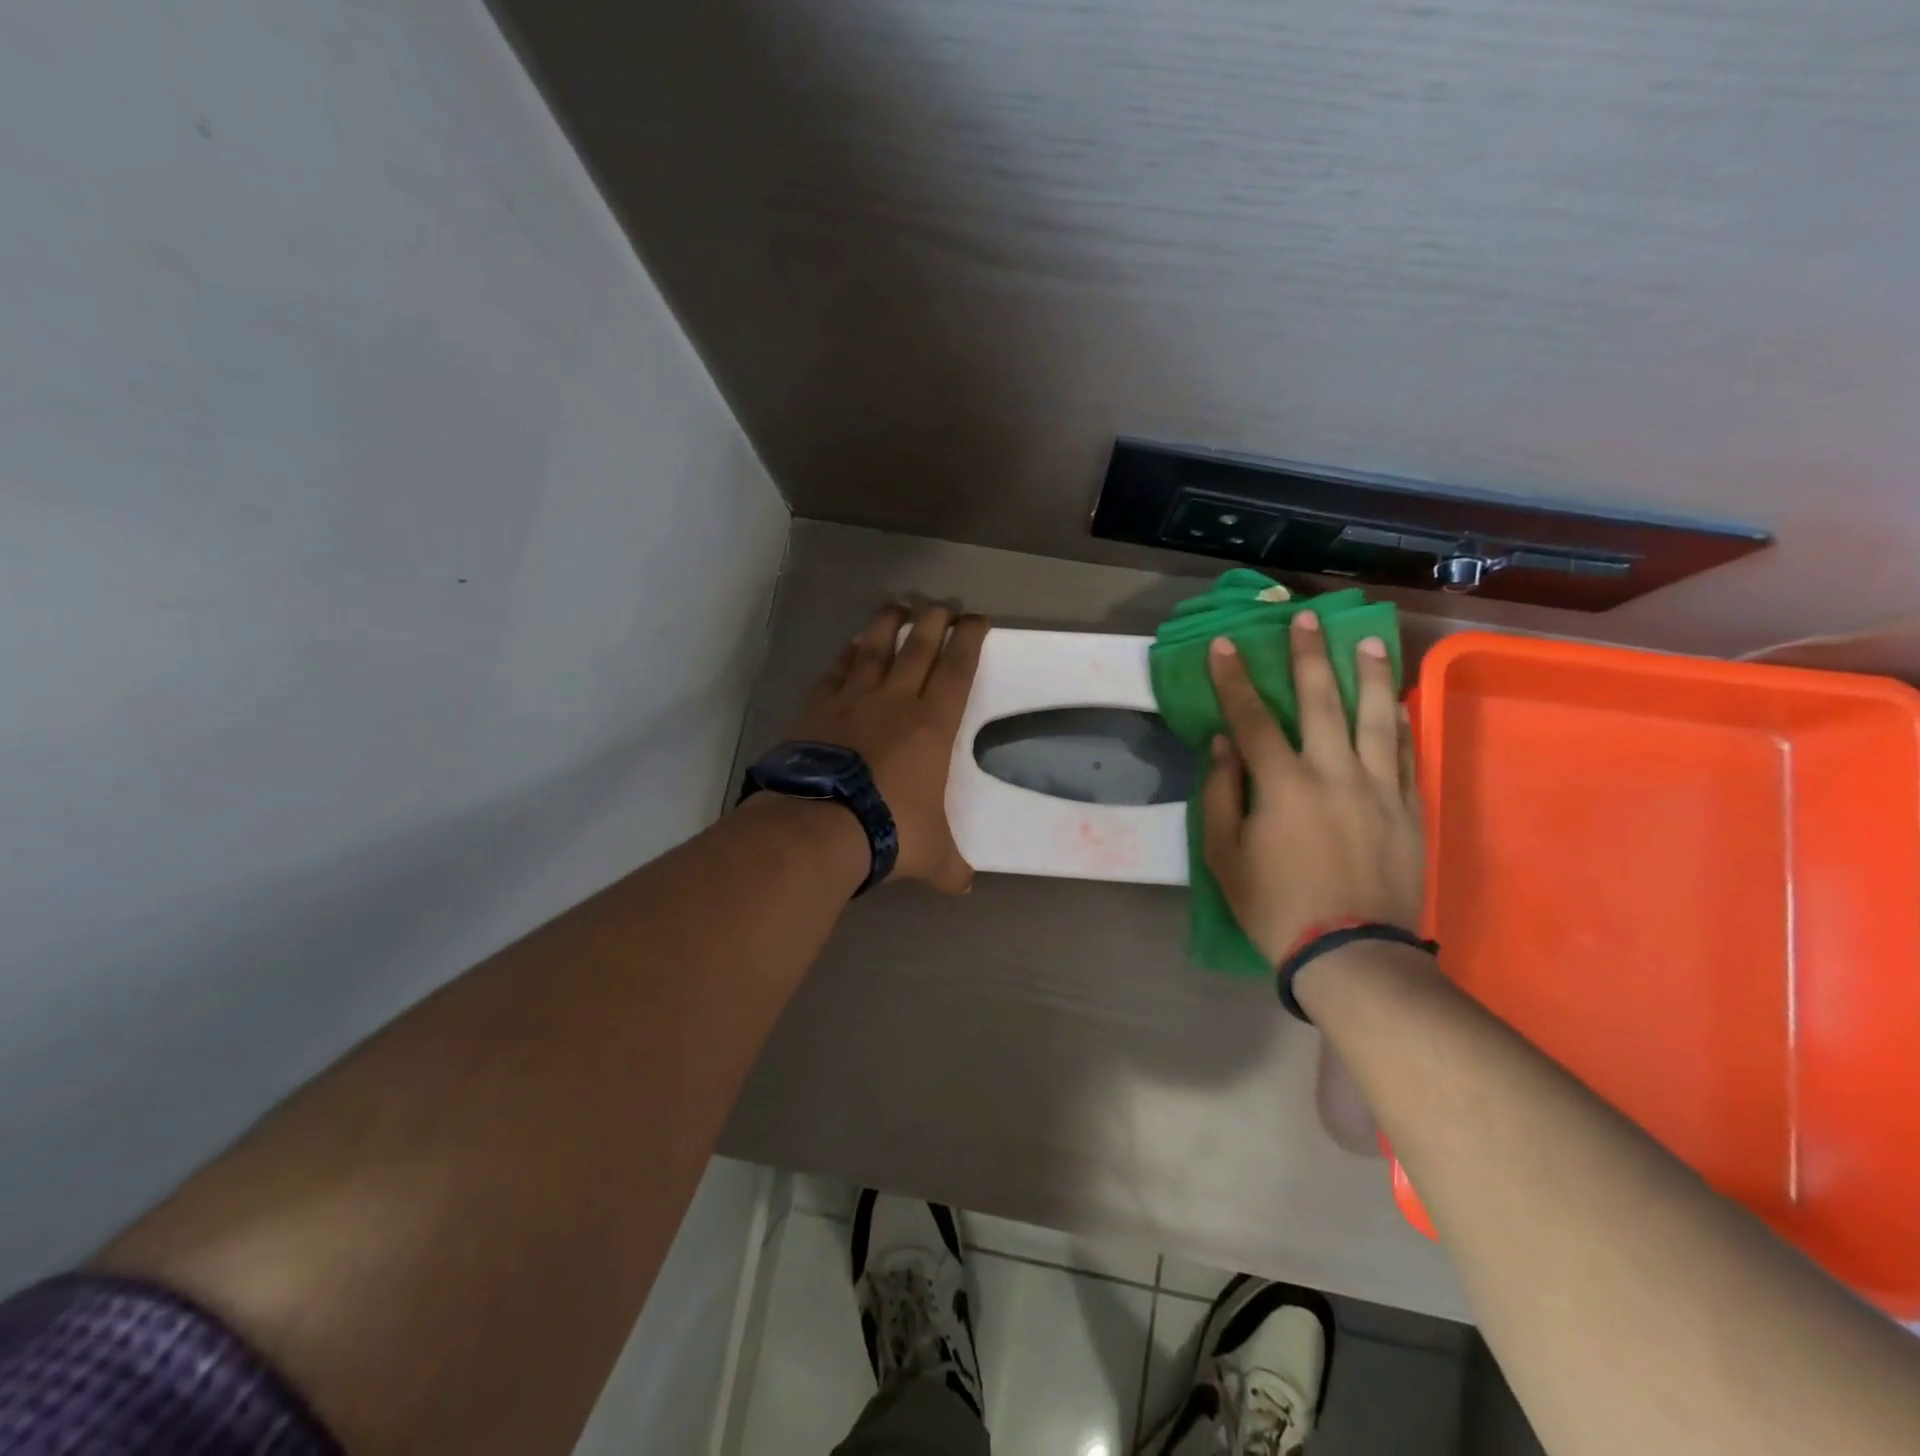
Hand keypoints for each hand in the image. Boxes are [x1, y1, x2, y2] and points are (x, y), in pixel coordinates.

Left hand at [784, 603, 988, 893]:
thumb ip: (949, 866)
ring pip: (874, 648)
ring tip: (896, 606)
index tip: (977, 620)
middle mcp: (894, 701)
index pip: (957, 669)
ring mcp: (851, 700)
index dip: (970, 640)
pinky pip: (835, 671)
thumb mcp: (931, 855)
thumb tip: (963, 887)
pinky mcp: (816, 709)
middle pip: (917, 646)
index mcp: (932, 725)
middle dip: (933, 620)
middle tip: (941, 604)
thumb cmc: (887, 830)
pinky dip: (845, 656)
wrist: (818, 824)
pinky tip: (849, 648)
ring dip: (887, 624)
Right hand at [1201, 611, 1424, 962]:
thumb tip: (1224, 744)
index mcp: (1283, 784)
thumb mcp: (1225, 855)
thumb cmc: (1275, 905)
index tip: (1225, 645)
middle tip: (1304, 619)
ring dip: (1369, 674)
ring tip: (1367, 640)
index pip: (1253, 718)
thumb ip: (1223, 794)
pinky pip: (1406, 754)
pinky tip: (1396, 702)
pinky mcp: (1408, 808)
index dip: (1235, 679)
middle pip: (1321, 702)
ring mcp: (1378, 788)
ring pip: (1375, 717)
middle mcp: (1334, 773)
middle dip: (1308, 656)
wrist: (1351, 954)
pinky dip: (1399, 723)